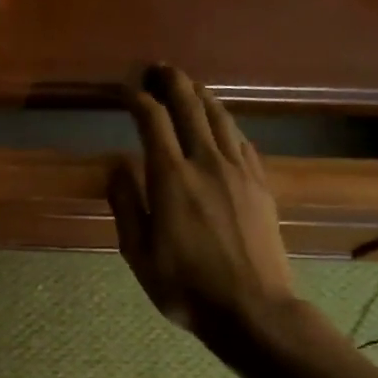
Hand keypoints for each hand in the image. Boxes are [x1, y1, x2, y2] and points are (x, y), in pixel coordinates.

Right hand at [109, 64, 299, 345]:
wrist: (253, 309)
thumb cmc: (185, 287)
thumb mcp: (138, 253)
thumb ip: (126, 204)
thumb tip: (116, 165)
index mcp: (171, 178)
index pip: (152, 120)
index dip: (136, 98)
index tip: (124, 89)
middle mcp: (207, 163)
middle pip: (190, 106)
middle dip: (171, 81)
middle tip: (156, 69)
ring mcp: (239, 171)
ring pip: (220, 117)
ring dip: (200, 94)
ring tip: (186, 84)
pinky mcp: (260, 183)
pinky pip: (240, 139)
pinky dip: (224, 121)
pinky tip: (219, 122)